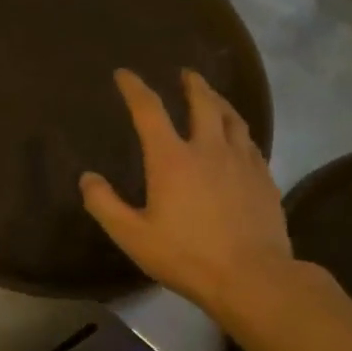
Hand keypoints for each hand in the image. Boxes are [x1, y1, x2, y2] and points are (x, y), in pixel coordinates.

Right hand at [80, 68, 294, 323]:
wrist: (252, 277)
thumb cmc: (186, 255)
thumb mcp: (132, 235)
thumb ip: (105, 204)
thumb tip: (87, 178)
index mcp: (172, 159)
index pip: (150, 110)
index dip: (135, 88)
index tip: (124, 74)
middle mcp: (209, 149)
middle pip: (203, 103)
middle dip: (192, 84)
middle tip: (185, 73)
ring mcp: (242, 161)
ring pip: (232, 118)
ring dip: (219, 101)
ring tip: (212, 97)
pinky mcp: (263, 178)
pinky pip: (250, 142)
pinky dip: (238, 130)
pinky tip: (238, 139)